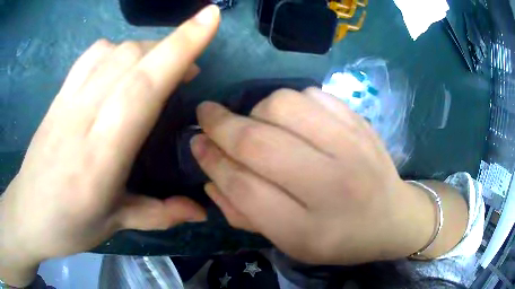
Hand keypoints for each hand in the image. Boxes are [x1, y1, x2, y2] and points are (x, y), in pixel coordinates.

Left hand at [0, 6, 219, 285]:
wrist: (28, 213)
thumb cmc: (69, 225)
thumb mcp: (116, 224)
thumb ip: (160, 214)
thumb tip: (201, 212)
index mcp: (100, 156)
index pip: (143, 86)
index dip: (180, 47)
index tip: (210, 17)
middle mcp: (82, 115)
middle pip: (131, 58)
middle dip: (171, 48)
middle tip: (190, 71)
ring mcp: (67, 99)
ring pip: (114, 50)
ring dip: (146, 50)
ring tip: (159, 68)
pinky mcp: (59, 94)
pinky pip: (92, 55)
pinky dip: (117, 50)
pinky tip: (122, 66)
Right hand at [192, 88, 435, 264]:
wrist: (394, 218)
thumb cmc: (340, 239)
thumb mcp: (290, 243)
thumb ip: (246, 214)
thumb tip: (210, 175)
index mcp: (309, 230)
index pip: (245, 189)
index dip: (213, 162)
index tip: (196, 143)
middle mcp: (332, 185)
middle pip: (259, 143)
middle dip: (221, 125)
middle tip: (206, 115)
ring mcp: (352, 147)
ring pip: (284, 106)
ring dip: (256, 109)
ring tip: (256, 122)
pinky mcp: (361, 123)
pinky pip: (312, 94)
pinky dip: (290, 100)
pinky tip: (291, 118)